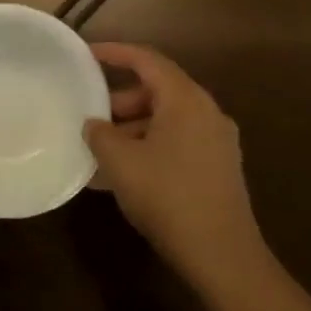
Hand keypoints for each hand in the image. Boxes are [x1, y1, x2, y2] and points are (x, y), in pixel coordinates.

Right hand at [85, 42, 269, 297]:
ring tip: (102, 152)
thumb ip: (100, 134)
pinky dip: (149, 146)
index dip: (115, 53)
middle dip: (120, 100)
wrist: (223, 257)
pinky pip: (177, 142)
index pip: (147, 60)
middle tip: (91, 116)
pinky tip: (124, 174)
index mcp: (185, 100)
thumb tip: (94, 124)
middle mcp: (206, 112)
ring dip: (133, 128)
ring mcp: (217, 141)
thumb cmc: (168, 197)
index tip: (87, 55)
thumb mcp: (120, 162)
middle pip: (158, 89)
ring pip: (167, 119)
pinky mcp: (219, 167)